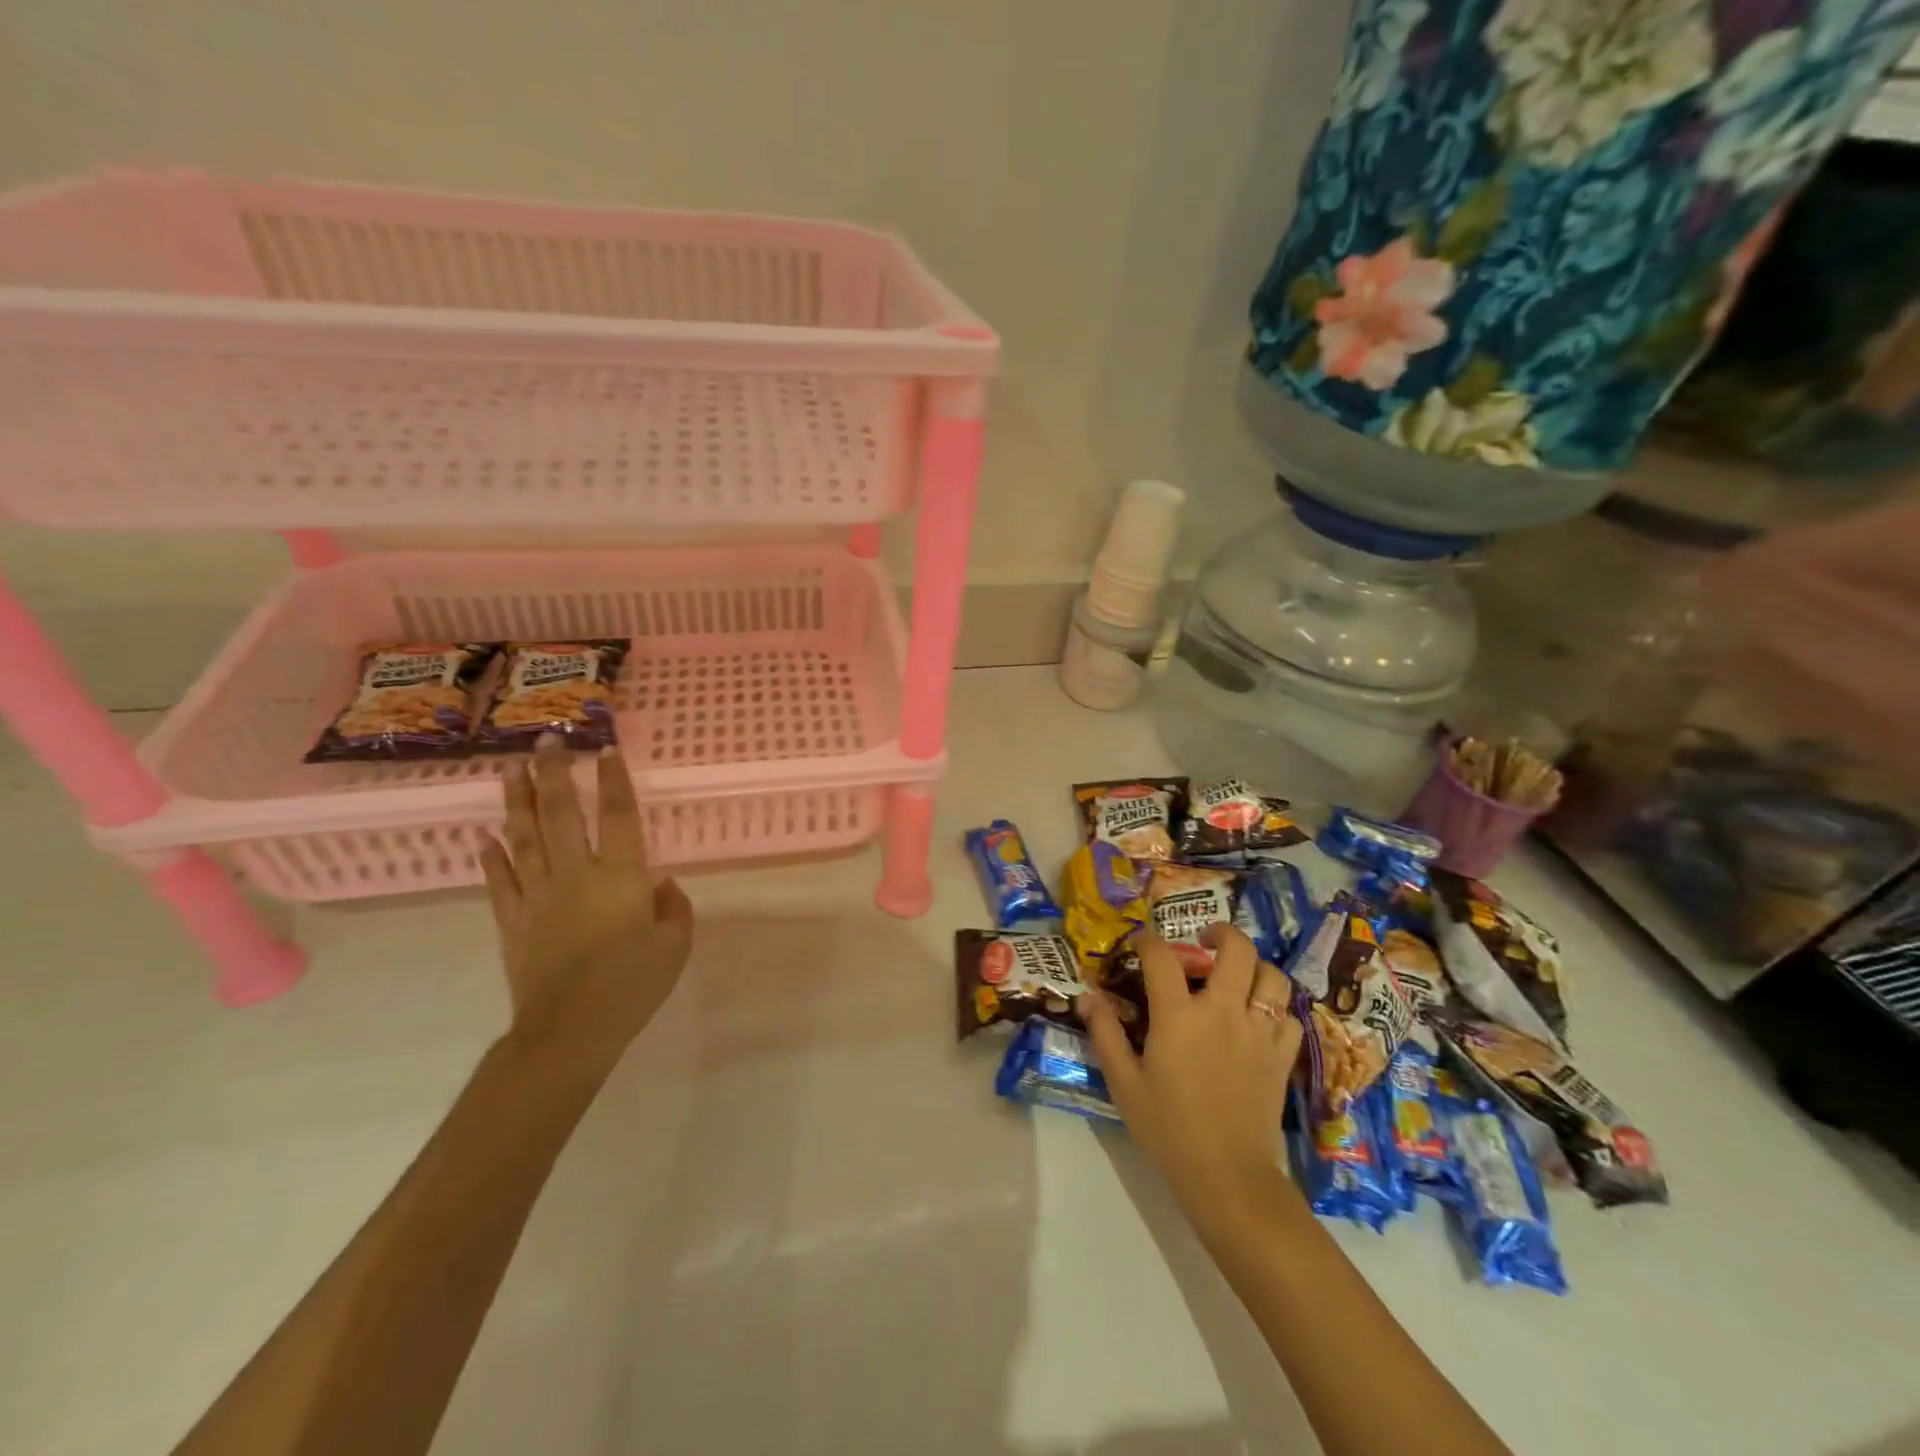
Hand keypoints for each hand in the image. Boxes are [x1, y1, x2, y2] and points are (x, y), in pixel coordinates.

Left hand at [480, 735, 693, 1072]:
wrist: (570, 1030)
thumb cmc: (632, 985)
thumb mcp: (675, 945)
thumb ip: (673, 907)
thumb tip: (659, 884)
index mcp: (621, 877)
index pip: (619, 816)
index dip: (614, 780)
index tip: (605, 749)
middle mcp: (577, 874)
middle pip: (563, 814)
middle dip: (556, 774)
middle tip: (546, 740)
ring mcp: (538, 894)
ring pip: (525, 837)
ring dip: (518, 800)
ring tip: (510, 768)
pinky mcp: (512, 919)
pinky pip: (499, 880)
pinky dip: (491, 855)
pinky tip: (485, 834)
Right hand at [1082, 925, 1302, 1230]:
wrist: (1227, 1177)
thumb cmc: (1168, 1129)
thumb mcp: (1124, 1083)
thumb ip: (1106, 1034)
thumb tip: (1087, 997)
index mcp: (1179, 1015)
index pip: (1162, 957)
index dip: (1148, 941)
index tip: (1140, 942)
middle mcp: (1222, 1011)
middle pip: (1235, 949)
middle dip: (1221, 933)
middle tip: (1205, 940)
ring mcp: (1258, 1032)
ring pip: (1272, 977)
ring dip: (1255, 967)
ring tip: (1238, 974)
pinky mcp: (1281, 1057)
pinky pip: (1289, 1017)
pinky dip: (1276, 1009)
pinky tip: (1259, 1019)